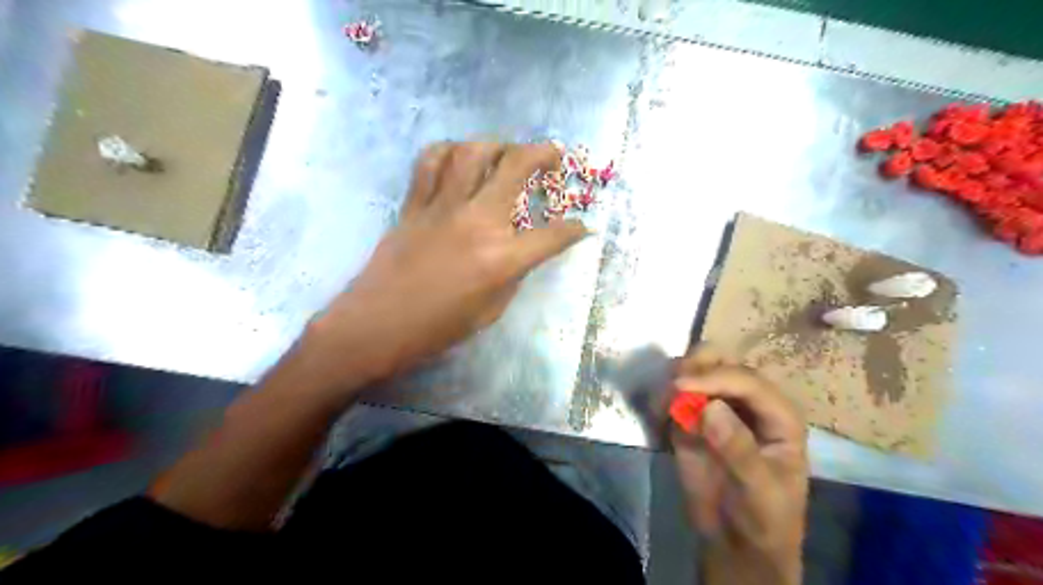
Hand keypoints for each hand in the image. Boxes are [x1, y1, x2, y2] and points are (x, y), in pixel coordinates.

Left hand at [307, 141, 585, 383]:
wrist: (376, 326)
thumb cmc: (437, 329)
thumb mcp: (490, 312)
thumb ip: (512, 275)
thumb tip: (521, 251)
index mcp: (501, 259)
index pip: (552, 236)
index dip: (575, 230)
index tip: (582, 227)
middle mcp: (476, 222)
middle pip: (515, 167)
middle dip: (543, 154)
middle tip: (553, 155)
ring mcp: (442, 208)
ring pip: (472, 152)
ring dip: (496, 144)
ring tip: (505, 152)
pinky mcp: (414, 205)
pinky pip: (430, 162)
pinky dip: (449, 152)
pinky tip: (458, 159)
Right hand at [672, 345, 808, 581]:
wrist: (736, 544)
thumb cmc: (763, 520)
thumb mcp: (758, 491)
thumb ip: (738, 450)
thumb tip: (711, 408)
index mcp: (778, 415)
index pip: (747, 381)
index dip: (715, 377)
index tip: (679, 386)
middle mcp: (748, 402)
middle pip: (722, 363)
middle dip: (695, 367)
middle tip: (671, 386)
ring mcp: (720, 407)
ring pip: (697, 372)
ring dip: (676, 378)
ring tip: (661, 404)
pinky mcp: (693, 418)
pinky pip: (677, 395)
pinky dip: (664, 396)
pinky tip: (657, 413)